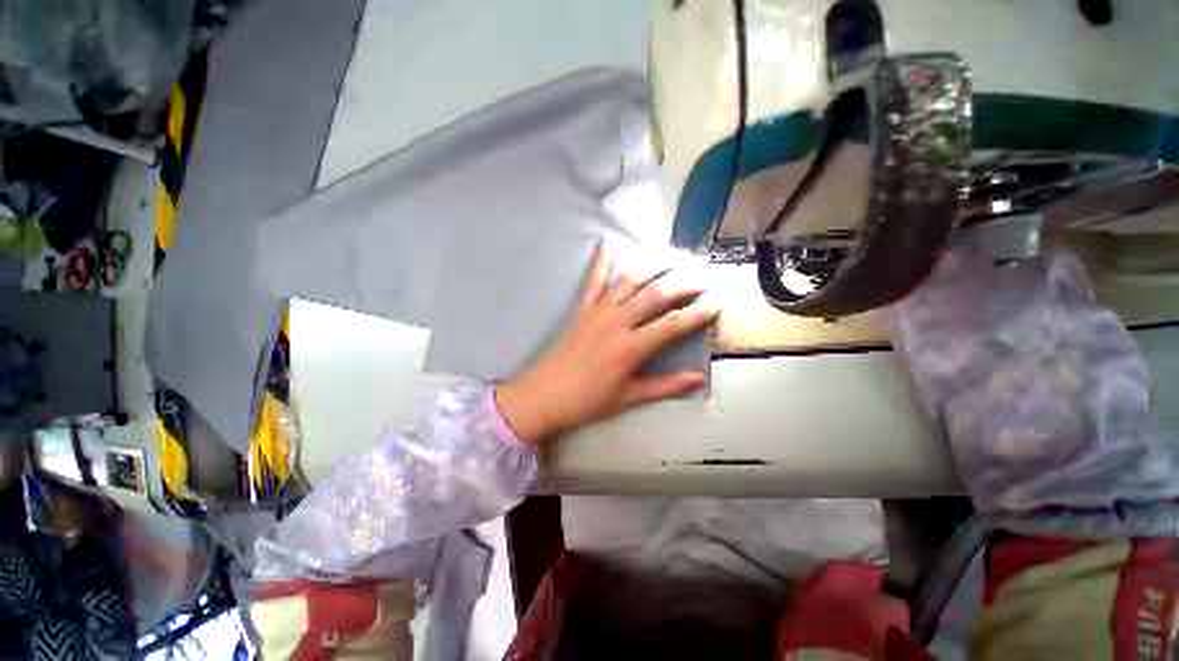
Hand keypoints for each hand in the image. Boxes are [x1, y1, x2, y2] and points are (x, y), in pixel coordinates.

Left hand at [496, 246, 718, 443]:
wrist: (543, 395)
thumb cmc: (587, 401)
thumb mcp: (629, 398)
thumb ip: (666, 386)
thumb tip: (699, 379)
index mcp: (631, 347)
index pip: (672, 324)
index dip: (697, 313)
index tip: (716, 302)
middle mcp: (617, 322)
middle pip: (654, 295)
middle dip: (681, 284)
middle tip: (701, 275)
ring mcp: (597, 312)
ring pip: (628, 282)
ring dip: (651, 268)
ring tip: (670, 259)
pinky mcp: (581, 309)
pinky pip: (592, 281)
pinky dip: (601, 262)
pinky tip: (609, 245)